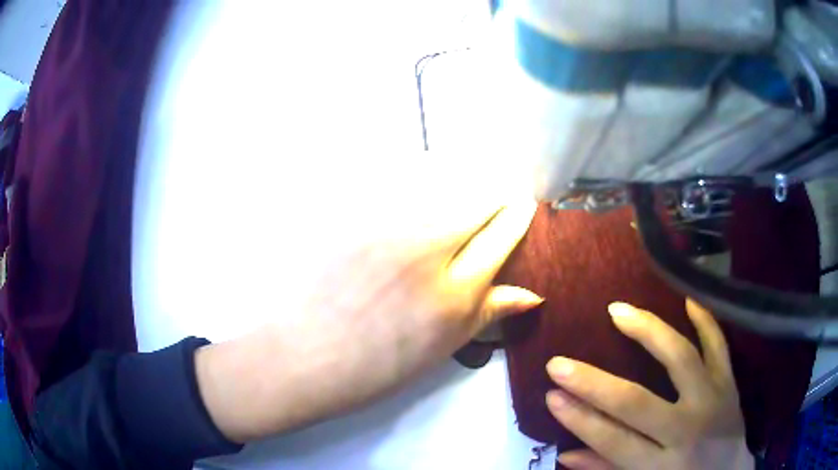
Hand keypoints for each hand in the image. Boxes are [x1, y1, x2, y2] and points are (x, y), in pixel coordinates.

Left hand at [195, 200, 540, 442]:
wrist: (301, 357)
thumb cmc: (372, 370)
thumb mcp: (437, 351)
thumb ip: (484, 315)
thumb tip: (529, 295)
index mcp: (454, 298)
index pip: (500, 240)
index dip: (516, 218)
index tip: (524, 204)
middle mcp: (427, 255)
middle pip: (475, 206)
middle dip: (493, 197)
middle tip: (497, 196)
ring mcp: (386, 232)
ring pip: (438, 194)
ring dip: (455, 192)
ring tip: (457, 196)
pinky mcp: (353, 221)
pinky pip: (396, 192)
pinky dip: (414, 190)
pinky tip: (413, 196)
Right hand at [545, 299, 753, 469]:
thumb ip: (605, 469)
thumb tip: (565, 454)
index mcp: (660, 464)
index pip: (612, 439)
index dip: (579, 418)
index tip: (551, 394)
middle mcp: (686, 430)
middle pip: (638, 402)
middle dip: (594, 383)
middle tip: (561, 362)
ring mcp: (712, 399)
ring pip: (681, 359)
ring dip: (648, 332)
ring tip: (618, 311)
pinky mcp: (729, 381)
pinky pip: (719, 344)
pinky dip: (705, 319)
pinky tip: (686, 298)